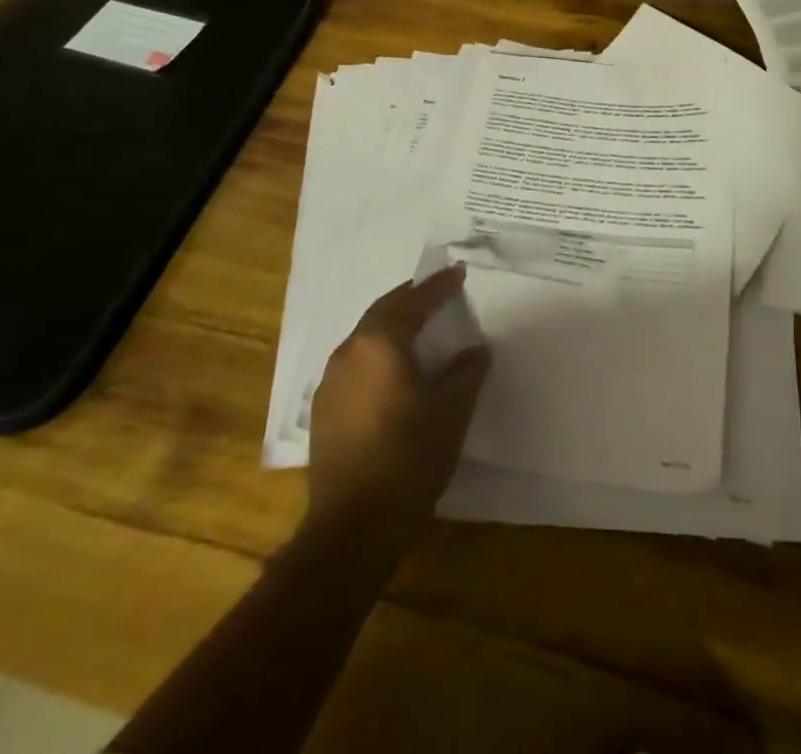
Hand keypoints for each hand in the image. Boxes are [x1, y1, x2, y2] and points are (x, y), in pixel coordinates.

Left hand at [301, 268, 489, 550]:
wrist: (353, 528)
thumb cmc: (409, 456)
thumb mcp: (452, 408)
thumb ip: (467, 370)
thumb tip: (475, 349)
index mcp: (379, 342)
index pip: (413, 300)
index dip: (438, 286)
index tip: (457, 273)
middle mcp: (349, 353)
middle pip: (383, 313)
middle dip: (411, 300)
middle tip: (438, 294)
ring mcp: (330, 384)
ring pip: (366, 340)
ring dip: (393, 328)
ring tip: (420, 330)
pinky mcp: (325, 413)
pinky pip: (357, 366)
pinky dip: (379, 356)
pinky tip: (395, 373)